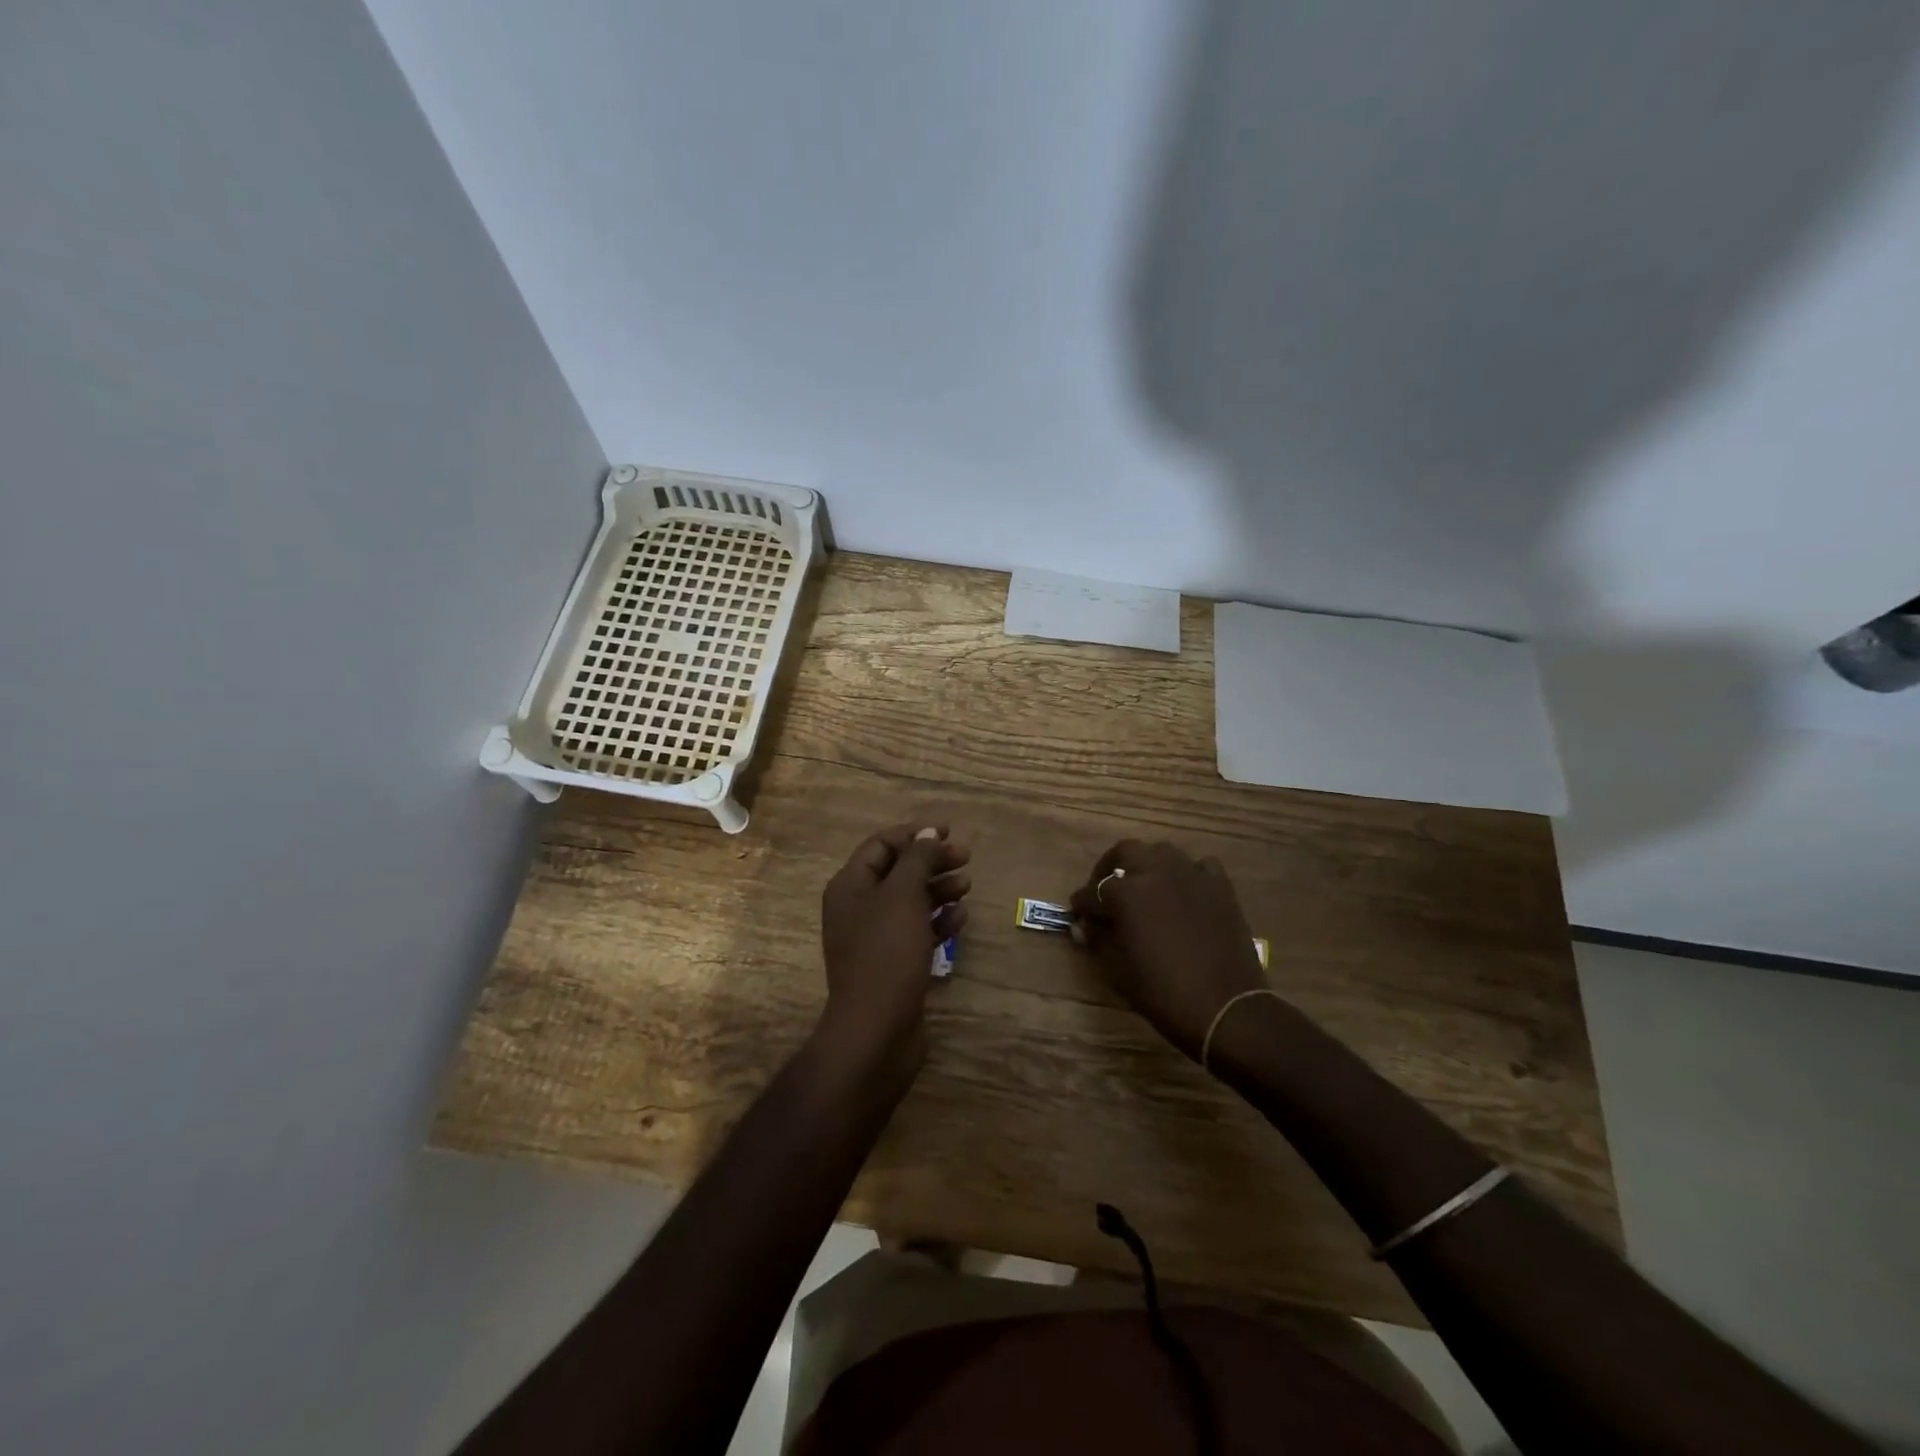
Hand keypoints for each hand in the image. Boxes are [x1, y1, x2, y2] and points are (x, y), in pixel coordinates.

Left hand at [817, 823, 970, 1073]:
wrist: (876, 1030)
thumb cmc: (886, 953)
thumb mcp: (902, 896)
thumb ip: (917, 860)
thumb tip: (927, 832)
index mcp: (850, 886)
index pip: (881, 845)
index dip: (914, 835)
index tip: (949, 832)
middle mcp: (858, 908)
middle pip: (898, 872)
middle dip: (931, 862)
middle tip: (966, 857)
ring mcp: (875, 938)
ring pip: (910, 902)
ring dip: (938, 890)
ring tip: (966, 886)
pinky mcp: (893, 964)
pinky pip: (917, 931)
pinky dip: (937, 922)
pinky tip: (959, 920)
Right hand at [1070, 840, 1269, 1061]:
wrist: (1226, 1009)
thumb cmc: (1163, 994)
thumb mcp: (1118, 971)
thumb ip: (1098, 940)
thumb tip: (1084, 926)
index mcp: (1126, 893)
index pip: (1093, 891)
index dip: (1082, 904)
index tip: (1077, 913)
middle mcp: (1157, 873)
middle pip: (1125, 852)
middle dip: (1109, 867)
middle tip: (1105, 890)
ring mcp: (1192, 875)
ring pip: (1162, 852)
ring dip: (1147, 865)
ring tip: (1143, 887)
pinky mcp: (1220, 886)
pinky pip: (1199, 866)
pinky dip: (1187, 874)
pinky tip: (1184, 892)